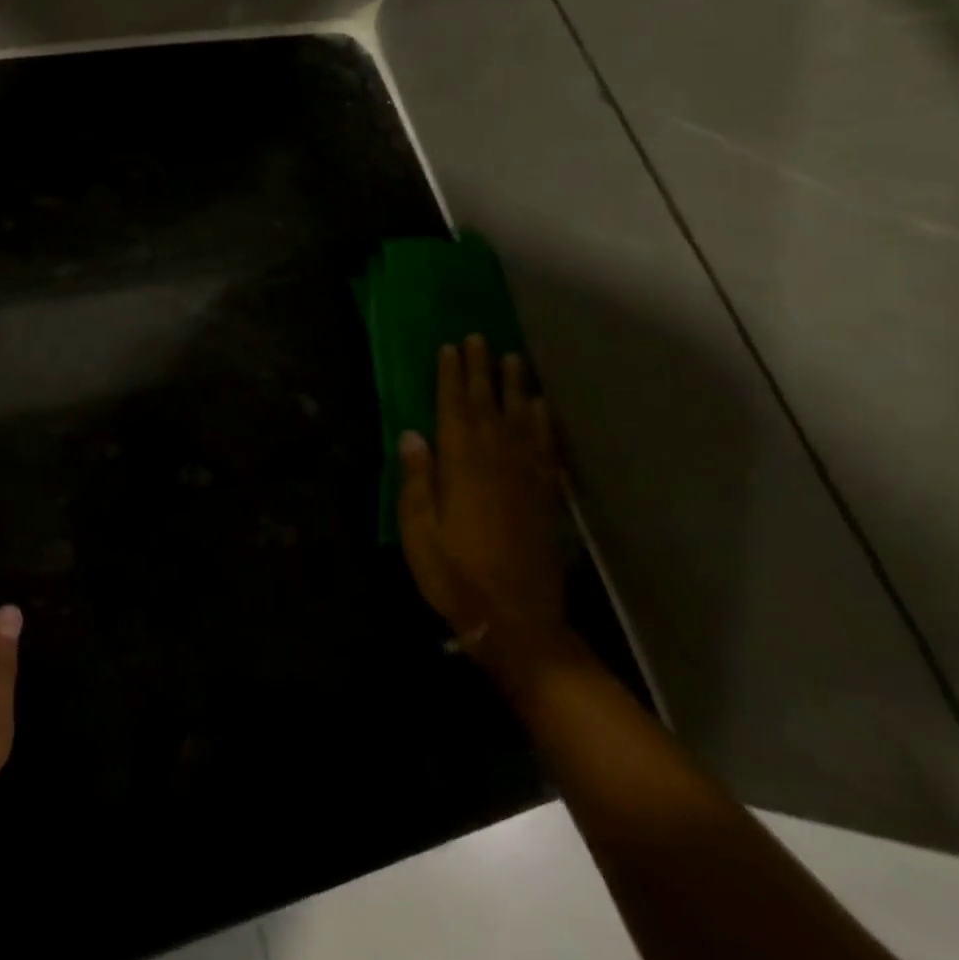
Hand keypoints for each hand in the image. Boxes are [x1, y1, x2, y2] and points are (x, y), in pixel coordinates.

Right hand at [398, 336, 580, 701]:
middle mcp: (497, 460)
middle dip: (481, 369)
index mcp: (461, 466)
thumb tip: (412, 435)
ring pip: (520, 418)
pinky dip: (543, 422)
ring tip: (512, 357)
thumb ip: (416, 481)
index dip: (450, 376)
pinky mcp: (546, 494)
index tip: (449, 347)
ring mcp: (526, 476)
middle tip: (478, 338)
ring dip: (514, 386)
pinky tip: (541, 407)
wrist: (517, 621)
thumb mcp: (419, 533)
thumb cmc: (456, 576)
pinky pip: (545, 446)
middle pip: (488, 404)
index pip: (454, 408)